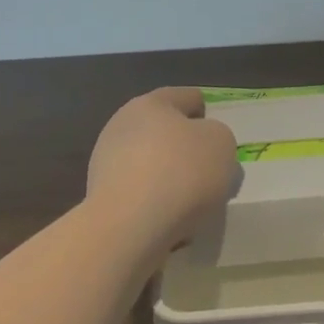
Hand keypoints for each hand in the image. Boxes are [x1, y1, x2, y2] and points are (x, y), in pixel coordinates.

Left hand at [87, 87, 240, 249]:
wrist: (129, 227)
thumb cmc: (181, 172)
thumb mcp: (222, 144)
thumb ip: (218, 138)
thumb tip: (203, 147)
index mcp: (151, 103)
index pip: (186, 97)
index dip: (206, 112)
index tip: (218, 135)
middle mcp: (123, 125)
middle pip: (164, 132)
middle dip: (186, 149)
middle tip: (210, 171)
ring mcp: (106, 161)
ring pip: (151, 164)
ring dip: (170, 178)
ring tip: (194, 204)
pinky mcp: (100, 196)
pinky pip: (140, 194)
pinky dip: (156, 203)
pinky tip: (172, 221)